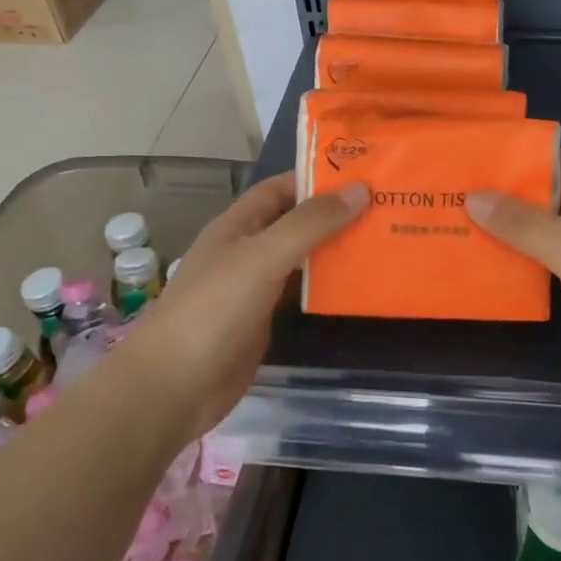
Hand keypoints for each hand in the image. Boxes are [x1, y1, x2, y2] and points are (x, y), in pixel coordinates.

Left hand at [128, 171, 365, 441]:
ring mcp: (255, 287)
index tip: (362, 173)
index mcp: (237, 226)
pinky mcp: (264, 321)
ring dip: (335, 249)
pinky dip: (327, 285)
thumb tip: (360, 189)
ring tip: (382, 239)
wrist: (175, 387)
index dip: (316, 178)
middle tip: (385, 207)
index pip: (280, 188)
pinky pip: (301, 292)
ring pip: (301, 258)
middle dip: (334, 213)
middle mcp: (246, 250)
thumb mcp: (263, 256)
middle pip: (295, 222)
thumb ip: (310, 223)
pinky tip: (359, 283)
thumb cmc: (214, 309)